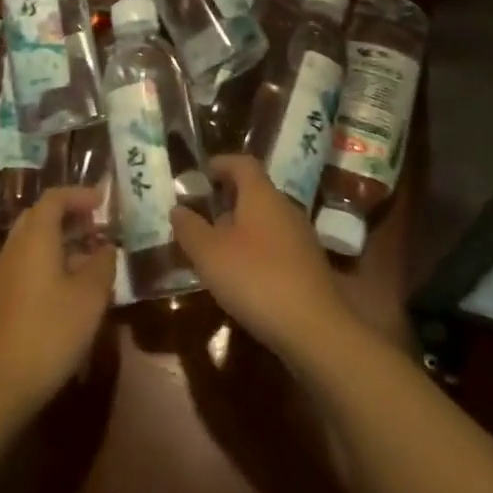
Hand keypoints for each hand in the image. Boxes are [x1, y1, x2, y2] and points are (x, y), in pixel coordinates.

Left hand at [0, 186, 115, 417]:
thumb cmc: (50, 332)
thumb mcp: (90, 297)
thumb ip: (102, 264)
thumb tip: (106, 247)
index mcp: (35, 237)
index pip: (55, 197)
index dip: (79, 195)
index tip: (102, 202)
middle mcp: (15, 247)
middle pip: (40, 216)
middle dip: (68, 215)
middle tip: (95, 227)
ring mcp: (3, 274)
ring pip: (32, 242)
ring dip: (59, 241)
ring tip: (87, 259)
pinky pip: (26, 264)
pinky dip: (48, 262)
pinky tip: (67, 289)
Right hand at [172, 156, 356, 364]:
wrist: (315, 329)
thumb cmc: (256, 279)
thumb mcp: (210, 254)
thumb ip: (190, 229)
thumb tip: (177, 208)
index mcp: (262, 194)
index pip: (242, 163)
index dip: (221, 163)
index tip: (202, 172)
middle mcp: (285, 207)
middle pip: (255, 191)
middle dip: (228, 198)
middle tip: (203, 213)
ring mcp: (301, 237)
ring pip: (266, 220)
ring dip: (242, 227)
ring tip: (217, 247)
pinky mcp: (308, 266)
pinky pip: (276, 244)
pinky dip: (257, 249)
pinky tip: (243, 275)